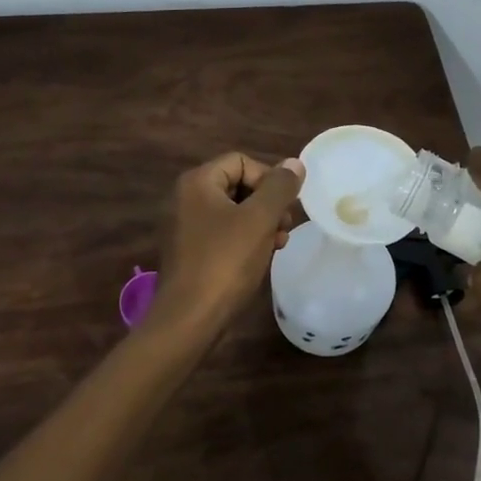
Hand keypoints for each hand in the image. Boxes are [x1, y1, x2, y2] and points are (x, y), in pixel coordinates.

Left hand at [145, 153, 304, 339]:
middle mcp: (186, 198)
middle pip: (238, 185)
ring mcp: (185, 226)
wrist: (189, 319)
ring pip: (234, 211)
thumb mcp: (259, 220)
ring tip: (278, 244)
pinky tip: (261, 258)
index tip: (285, 206)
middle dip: (267, 203)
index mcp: (198, 182)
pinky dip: (245, 240)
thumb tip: (295, 163)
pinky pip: (223, 233)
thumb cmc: (225, 262)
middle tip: (285, 226)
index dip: (269, 179)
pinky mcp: (190, 252)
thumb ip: (280, 188)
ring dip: (261, 223)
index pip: (241, 161)